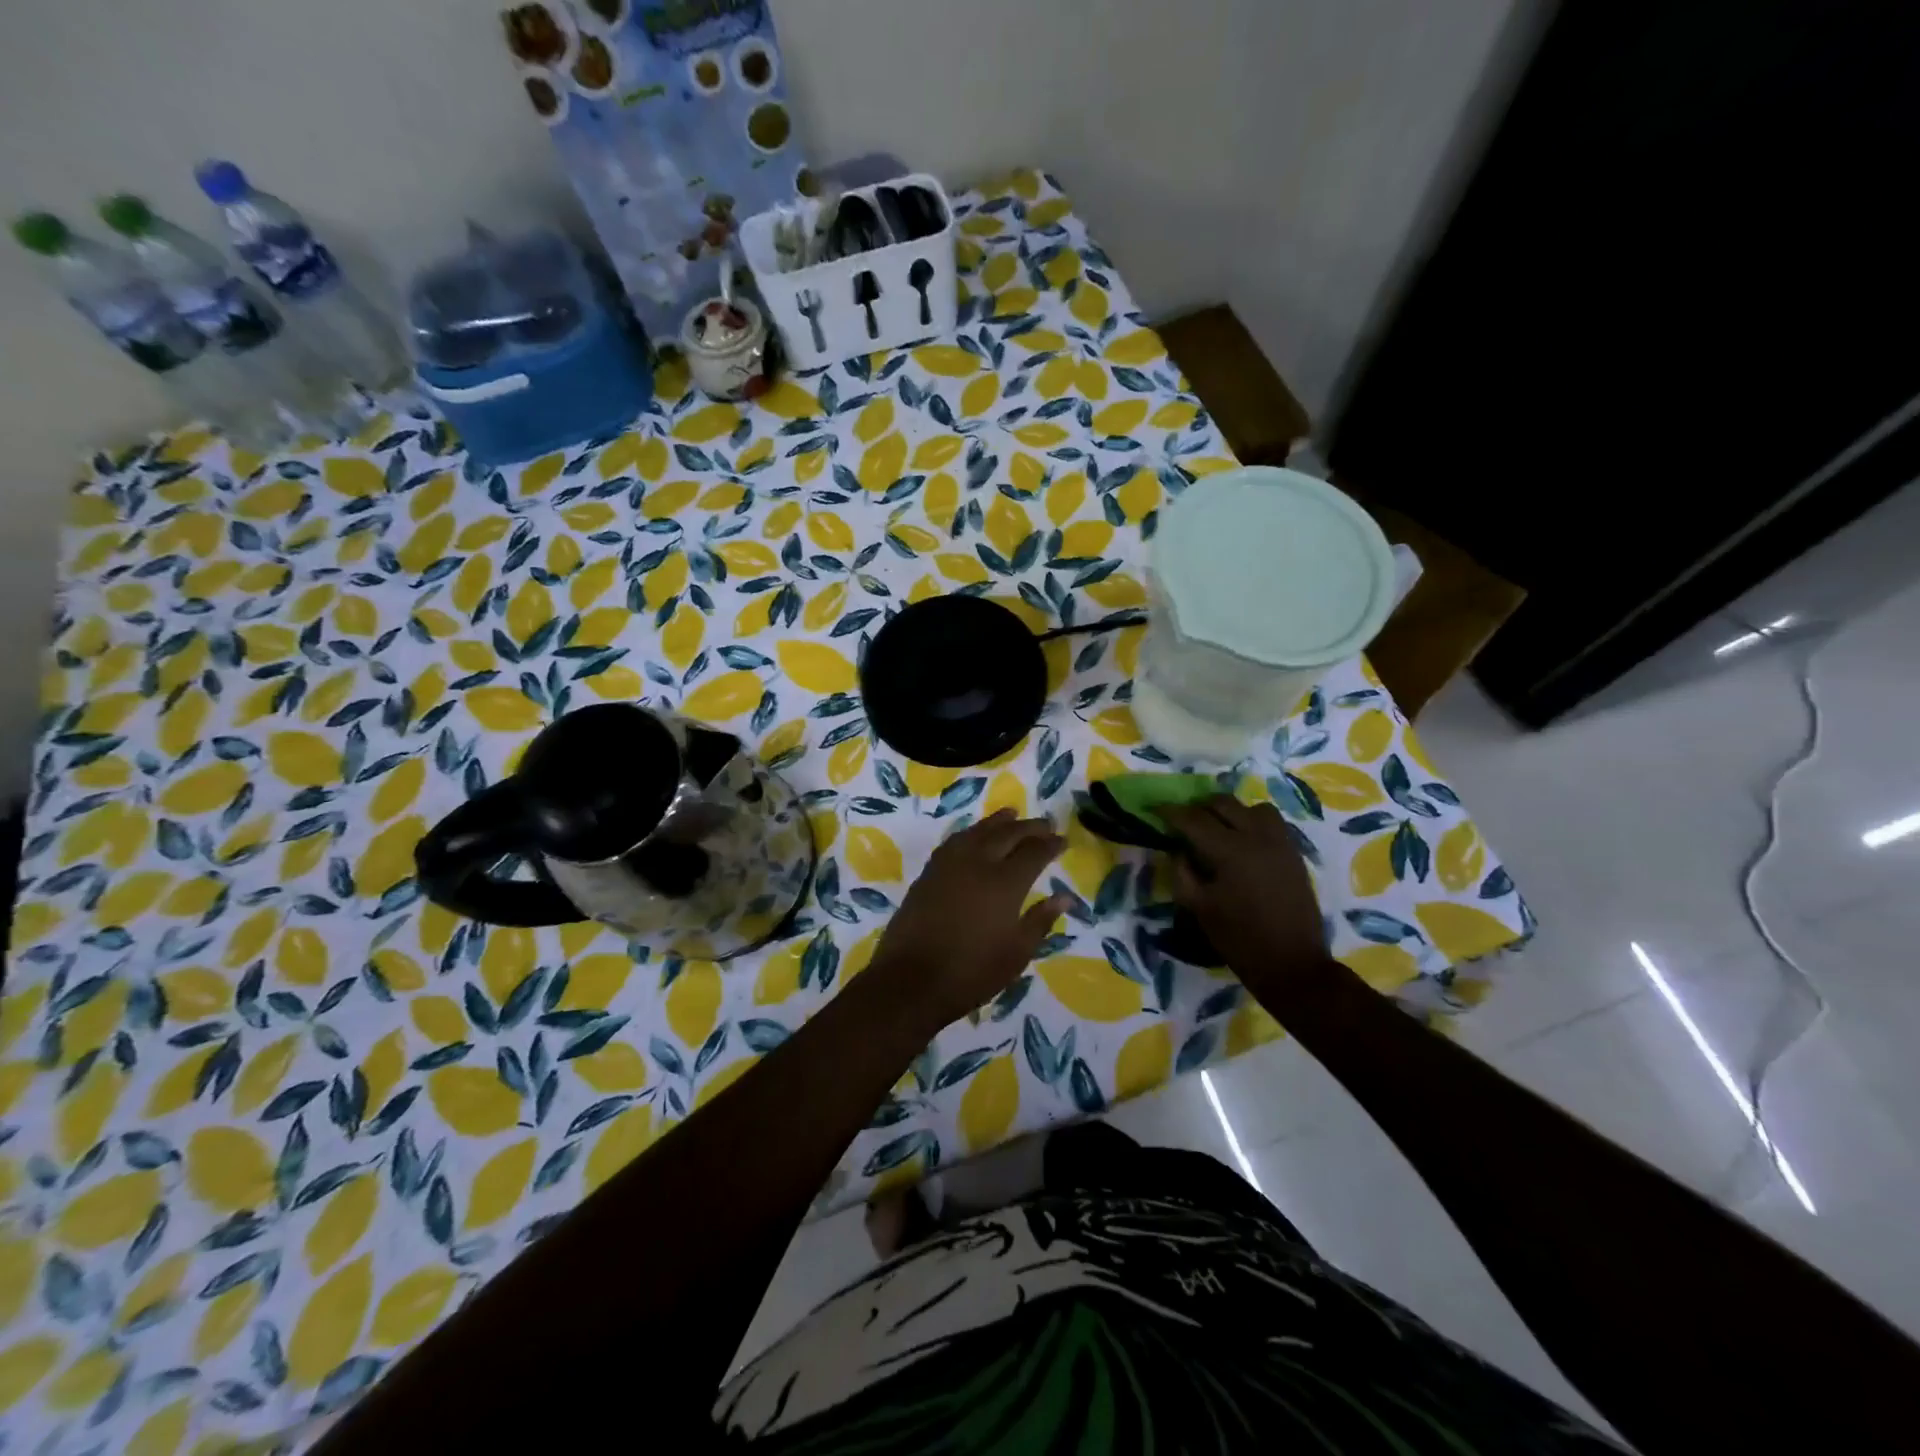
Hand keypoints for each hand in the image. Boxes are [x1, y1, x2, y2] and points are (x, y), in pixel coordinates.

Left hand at [867, 810, 1067, 1029]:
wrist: (911, 980)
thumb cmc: (972, 972)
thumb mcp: (1016, 953)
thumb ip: (1040, 920)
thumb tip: (1064, 898)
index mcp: (1005, 883)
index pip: (1034, 853)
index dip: (1050, 844)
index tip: (1062, 840)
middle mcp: (978, 863)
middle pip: (1007, 834)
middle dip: (1029, 827)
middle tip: (1045, 823)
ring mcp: (949, 864)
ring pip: (978, 831)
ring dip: (998, 821)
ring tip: (1011, 814)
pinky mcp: (929, 872)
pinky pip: (955, 841)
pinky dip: (971, 832)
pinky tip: (973, 835)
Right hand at [1158, 796, 1329, 977]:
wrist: (1292, 964)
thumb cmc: (1239, 939)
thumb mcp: (1199, 908)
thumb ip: (1183, 874)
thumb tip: (1178, 851)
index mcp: (1230, 851)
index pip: (1194, 819)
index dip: (1171, 812)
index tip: (1155, 810)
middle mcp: (1257, 837)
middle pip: (1224, 804)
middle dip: (1199, 807)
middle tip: (1184, 821)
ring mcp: (1281, 843)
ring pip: (1252, 807)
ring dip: (1231, 811)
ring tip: (1219, 828)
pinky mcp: (1294, 854)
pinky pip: (1272, 823)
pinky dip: (1253, 822)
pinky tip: (1244, 843)